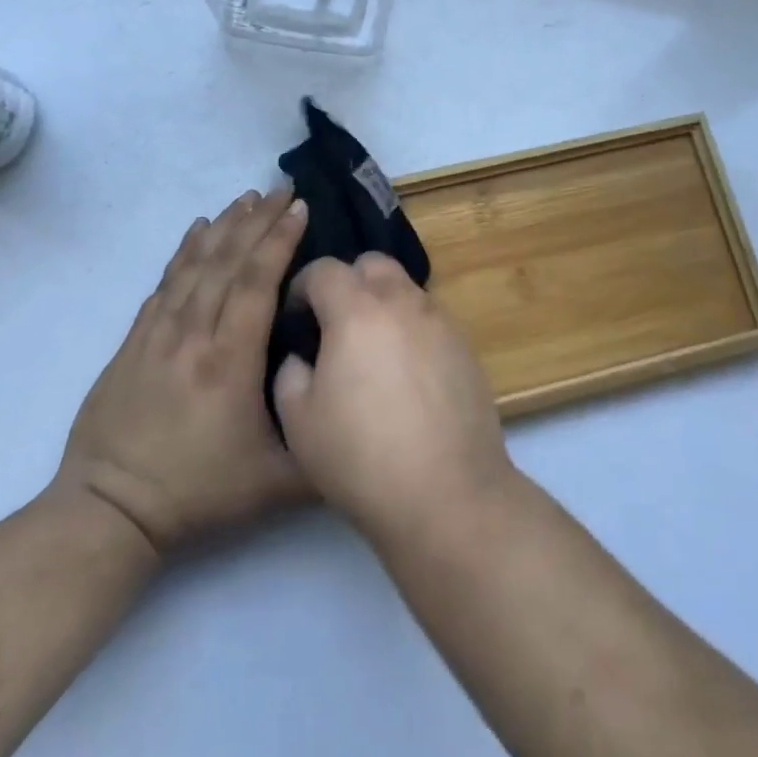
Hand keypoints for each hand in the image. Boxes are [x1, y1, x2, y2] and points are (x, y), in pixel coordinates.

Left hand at [57, 189, 308, 556]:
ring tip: (246, 198)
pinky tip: (196, 231)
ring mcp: (157, 335)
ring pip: (194, 265)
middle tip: (282, 188)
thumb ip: (324, 447)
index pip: (256, 282)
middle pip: (226, 262)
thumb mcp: (277, 485)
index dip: (279, 240)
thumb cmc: (199, 494)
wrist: (108, 513)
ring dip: (223, 227)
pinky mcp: (134, 342)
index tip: (300, 208)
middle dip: (257, 220)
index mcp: (230, 361)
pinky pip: (164, 282)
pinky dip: (183, 251)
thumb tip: (358, 403)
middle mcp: (193, 335)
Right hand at [273, 255, 514, 544]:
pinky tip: (407, 373)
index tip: (297, 317)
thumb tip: (302, 357)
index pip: (325, 269)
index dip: (303, 286)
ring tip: (373, 351)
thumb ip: (291, 374)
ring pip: (406, 288)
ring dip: (383, 303)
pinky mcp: (466, 345)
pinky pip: (431, 318)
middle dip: (349, 282)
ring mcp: (440, 321)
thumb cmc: (361, 457)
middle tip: (336, 324)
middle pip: (373, 264)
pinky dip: (411, 329)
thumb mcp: (299, 422)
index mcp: (357, 311)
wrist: (447, 492)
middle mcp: (403, 302)